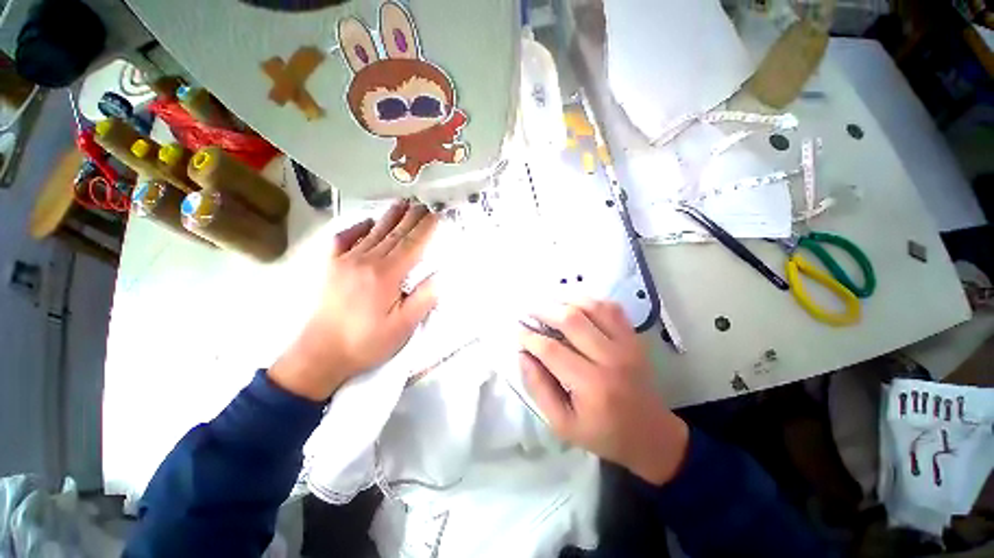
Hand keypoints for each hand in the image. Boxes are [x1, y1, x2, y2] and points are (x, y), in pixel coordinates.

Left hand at [269, 200, 438, 400]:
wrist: (320, 354)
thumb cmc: (366, 342)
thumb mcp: (402, 328)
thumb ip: (422, 300)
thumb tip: (440, 277)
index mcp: (386, 275)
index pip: (412, 245)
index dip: (427, 228)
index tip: (437, 214)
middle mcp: (366, 261)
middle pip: (394, 234)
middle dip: (412, 217)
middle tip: (424, 203)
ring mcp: (346, 261)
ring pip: (373, 233)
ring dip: (390, 217)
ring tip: (402, 203)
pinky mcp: (331, 267)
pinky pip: (344, 239)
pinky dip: (356, 227)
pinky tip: (366, 221)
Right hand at [520, 301, 689, 484]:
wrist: (651, 435)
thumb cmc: (602, 433)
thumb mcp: (562, 424)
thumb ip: (538, 388)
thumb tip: (523, 354)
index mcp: (591, 385)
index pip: (552, 350)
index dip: (529, 337)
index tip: (517, 330)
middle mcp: (611, 359)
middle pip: (572, 320)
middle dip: (544, 311)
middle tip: (528, 311)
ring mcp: (626, 344)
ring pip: (592, 307)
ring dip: (566, 299)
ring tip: (548, 302)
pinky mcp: (634, 338)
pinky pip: (611, 308)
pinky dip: (590, 300)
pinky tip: (575, 304)